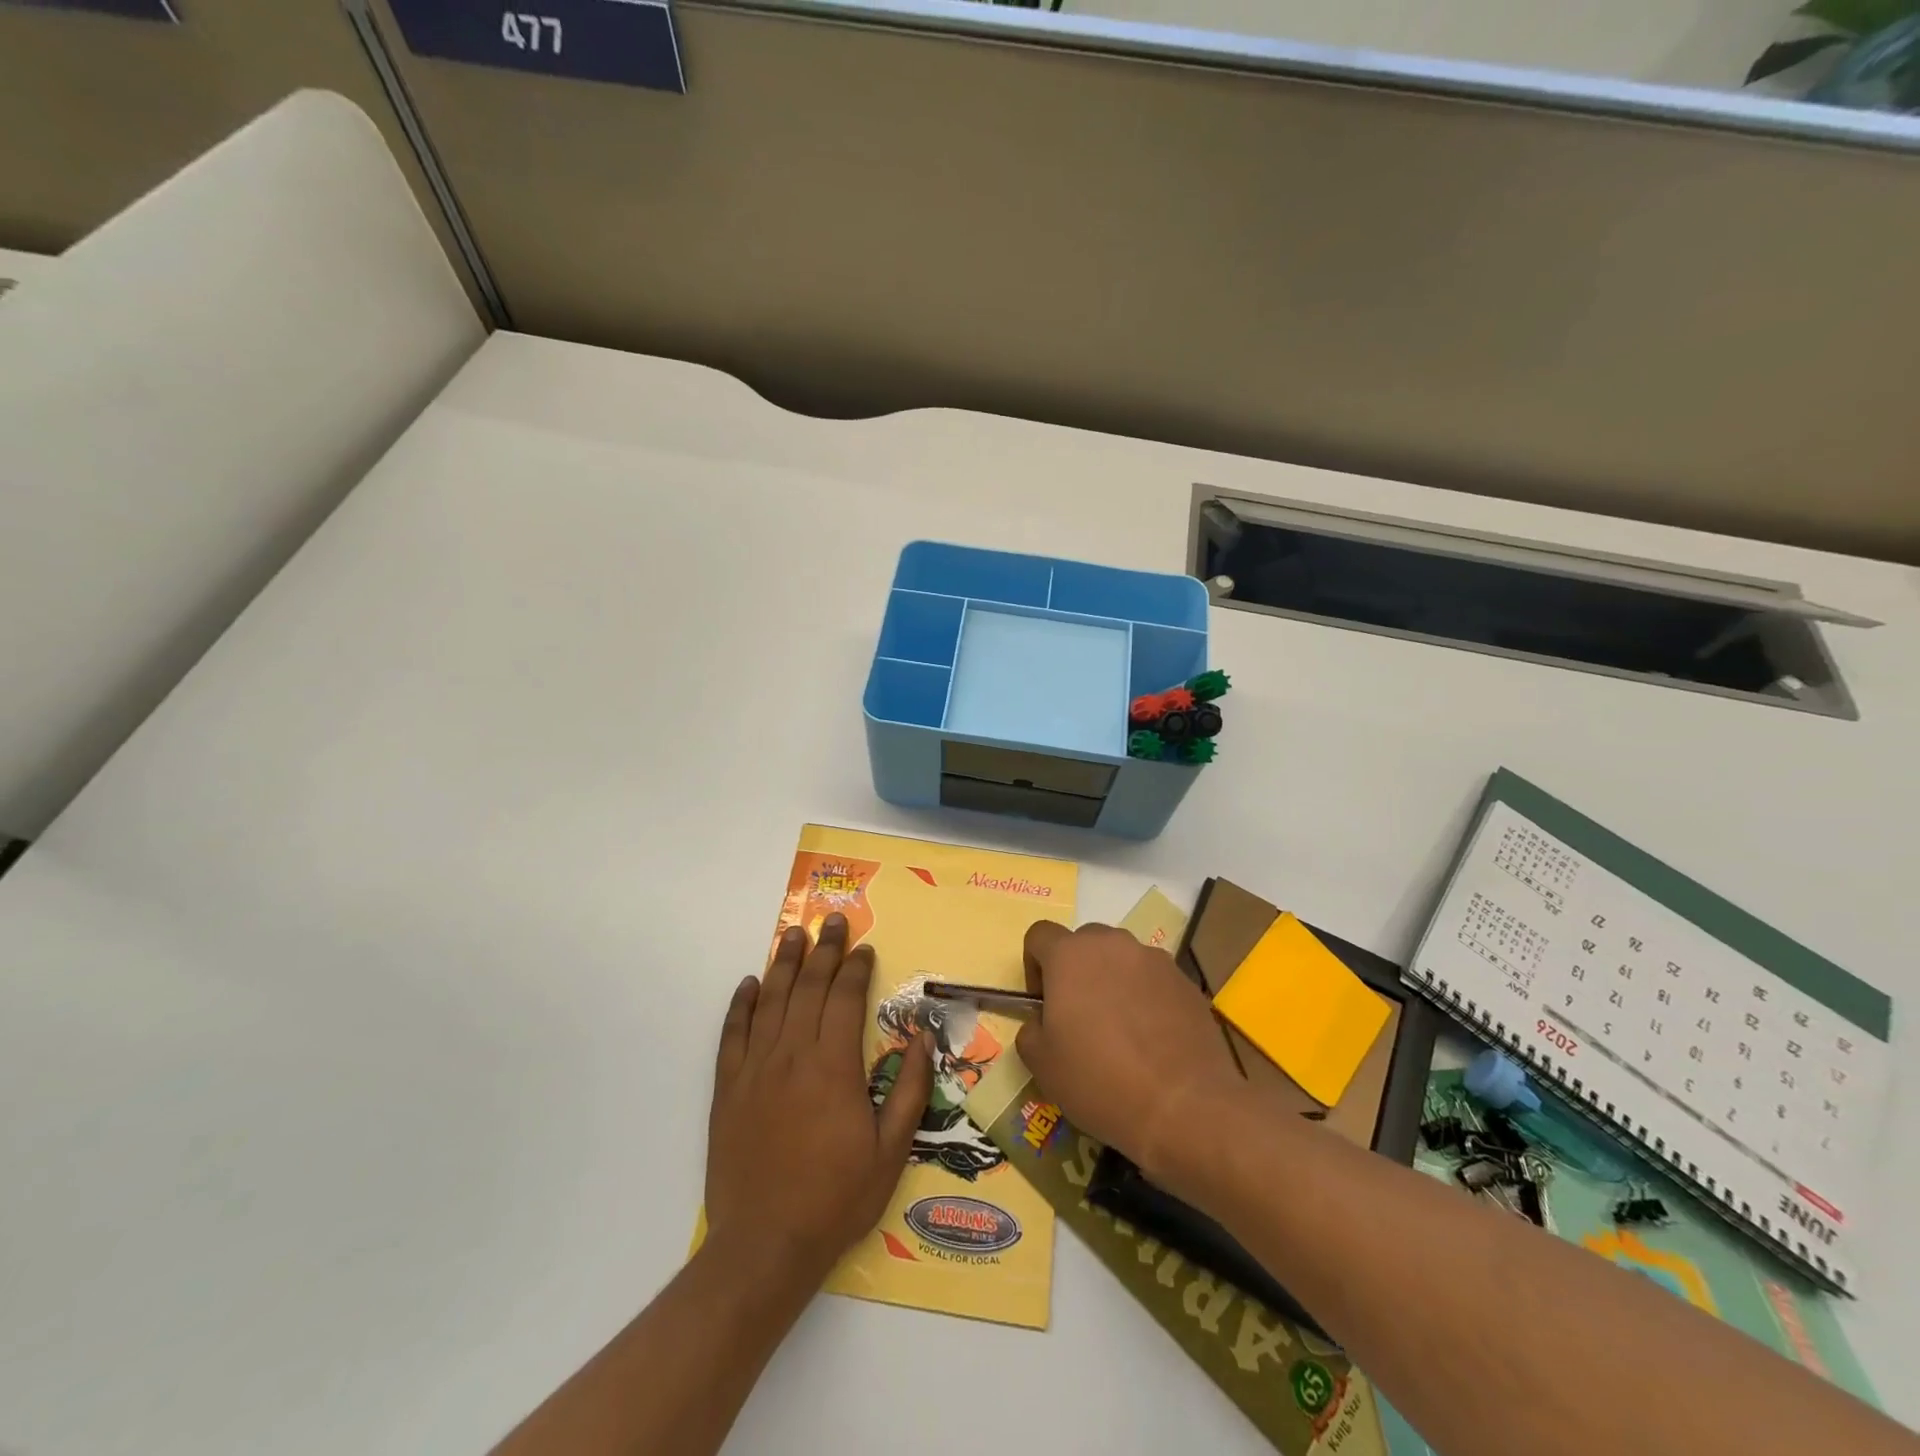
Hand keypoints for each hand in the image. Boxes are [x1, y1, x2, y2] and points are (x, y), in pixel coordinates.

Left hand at [705, 914, 933, 1286]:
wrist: (763, 1247)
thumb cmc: (835, 1200)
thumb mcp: (890, 1152)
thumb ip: (909, 1091)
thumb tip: (923, 1039)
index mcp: (833, 1066)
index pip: (845, 998)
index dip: (855, 968)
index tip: (864, 948)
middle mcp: (792, 1055)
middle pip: (809, 988)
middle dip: (823, 950)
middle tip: (831, 920)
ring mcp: (755, 1069)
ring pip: (771, 1001)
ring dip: (783, 964)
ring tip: (792, 934)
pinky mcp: (727, 1089)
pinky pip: (733, 1035)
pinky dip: (741, 1006)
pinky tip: (749, 985)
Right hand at [1015, 920, 1245, 1183]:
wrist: (1184, 1106)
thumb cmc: (1100, 1080)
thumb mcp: (1042, 1065)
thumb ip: (1030, 1030)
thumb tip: (1042, 1022)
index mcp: (1070, 956)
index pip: (1040, 935)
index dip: (1033, 965)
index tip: (1043, 1002)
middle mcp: (1113, 944)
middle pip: (1084, 942)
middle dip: (1077, 971)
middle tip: (1080, 1017)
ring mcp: (1155, 960)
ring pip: (1122, 959)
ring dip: (1113, 982)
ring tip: (1121, 1030)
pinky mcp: (1186, 982)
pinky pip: (1154, 980)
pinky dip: (1146, 998)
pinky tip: (1152, 1040)